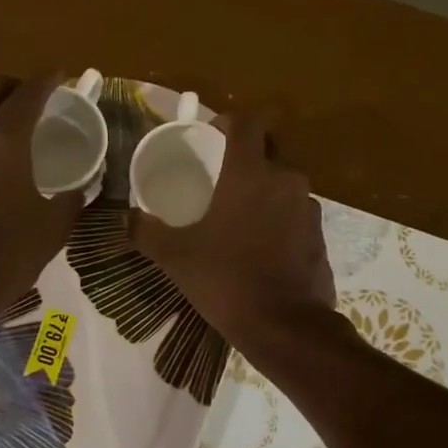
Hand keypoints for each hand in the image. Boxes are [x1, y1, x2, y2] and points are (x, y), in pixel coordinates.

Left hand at [0, 75, 82, 318]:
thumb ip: (72, 199)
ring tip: (11, 139)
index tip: (60, 74)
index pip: (27, 94)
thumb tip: (83, 186)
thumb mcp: (53, 228)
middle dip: (13, 87)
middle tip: (34, 99)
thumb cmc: (7, 256)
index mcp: (3, 142)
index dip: (46, 79)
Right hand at [129, 110, 335, 353]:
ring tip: (239, 211)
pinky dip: (279, 216)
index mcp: (250, 175)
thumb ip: (147, 231)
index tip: (210, 134)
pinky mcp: (319, 234)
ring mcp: (308, 208)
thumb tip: (128, 217)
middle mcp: (285, 181)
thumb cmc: (227, 281)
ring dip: (264, 187)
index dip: (227, 121)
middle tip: (221, 173)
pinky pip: (296, 211)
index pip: (246, 123)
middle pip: (269, 148)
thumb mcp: (176, 257)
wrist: (286, 327)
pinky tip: (260, 242)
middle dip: (247, 153)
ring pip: (284, 181)